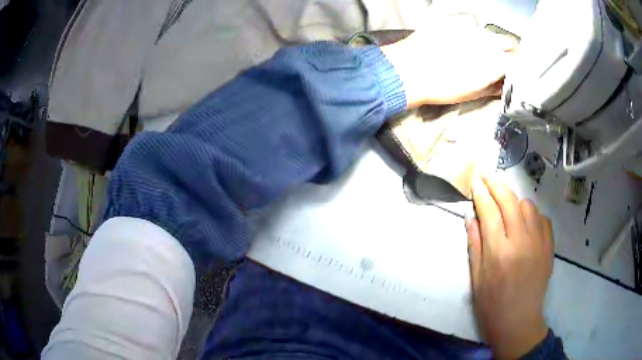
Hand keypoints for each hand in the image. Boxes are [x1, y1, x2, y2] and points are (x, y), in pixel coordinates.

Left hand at [381, 18, 515, 107]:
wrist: (408, 70)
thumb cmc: (442, 88)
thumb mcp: (472, 94)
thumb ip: (493, 87)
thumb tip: (502, 84)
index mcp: (495, 62)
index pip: (518, 59)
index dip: (516, 65)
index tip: (511, 70)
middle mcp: (487, 42)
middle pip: (508, 41)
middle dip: (508, 50)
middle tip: (497, 59)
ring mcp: (469, 28)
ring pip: (488, 33)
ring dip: (487, 42)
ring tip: (472, 51)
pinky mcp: (452, 20)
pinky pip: (468, 24)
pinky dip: (468, 32)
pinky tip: (457, 40)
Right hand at [466, 174, 553, 358]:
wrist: (519, 322)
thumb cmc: (492, 305)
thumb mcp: (476, 278)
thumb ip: (475, 244)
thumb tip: (471, 217)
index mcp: (499, 252)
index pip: (489, 210)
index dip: (480, 192)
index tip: (474, 178)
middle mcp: (521, 241)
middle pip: (509, 200)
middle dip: (496, 183)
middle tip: (486, 173)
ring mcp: (538, 242)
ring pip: (527, 205)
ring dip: (514, 200)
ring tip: (506, 205)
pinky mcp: (549, 246)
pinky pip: (541, 218)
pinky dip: (531, 213)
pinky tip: (524, 221)